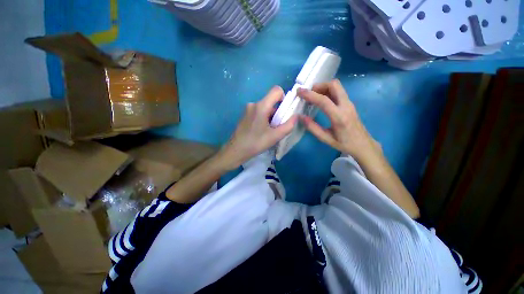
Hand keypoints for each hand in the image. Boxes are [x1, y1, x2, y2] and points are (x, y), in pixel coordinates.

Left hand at [219, 86, 297, 169]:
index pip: (276, 90)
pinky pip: (258, 112)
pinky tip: (261, 131)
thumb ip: (288, 126)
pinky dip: (263, 118)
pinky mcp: (245, 115)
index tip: (284, 112)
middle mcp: (253, 104)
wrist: (235, 151)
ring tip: (269, 131)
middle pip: (271, 101)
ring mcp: (247, 109)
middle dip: (278, 112)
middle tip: (277, 127)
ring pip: (265, 108)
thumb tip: (296, 116)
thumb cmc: (255, 143)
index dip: (284, 98)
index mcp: (261, 106)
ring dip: (270, 117)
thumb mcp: (275, 136)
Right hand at [298, 79, 380, 160]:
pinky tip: (321, 100)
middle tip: (308, 93)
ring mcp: (349, 103)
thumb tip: (300, 117)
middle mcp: (346, 106)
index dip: (310, 94)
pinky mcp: (349, 104)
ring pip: (337, 86)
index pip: (323, 100)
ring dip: (323, 87)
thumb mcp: (325, 139)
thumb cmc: (344, 144)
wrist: (363, 145)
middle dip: (319, 86)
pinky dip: (328, 91)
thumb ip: (313, 128)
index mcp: (339, 117)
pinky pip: (338, 92)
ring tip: (313, 96)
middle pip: (334, 85)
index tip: (299, 91)